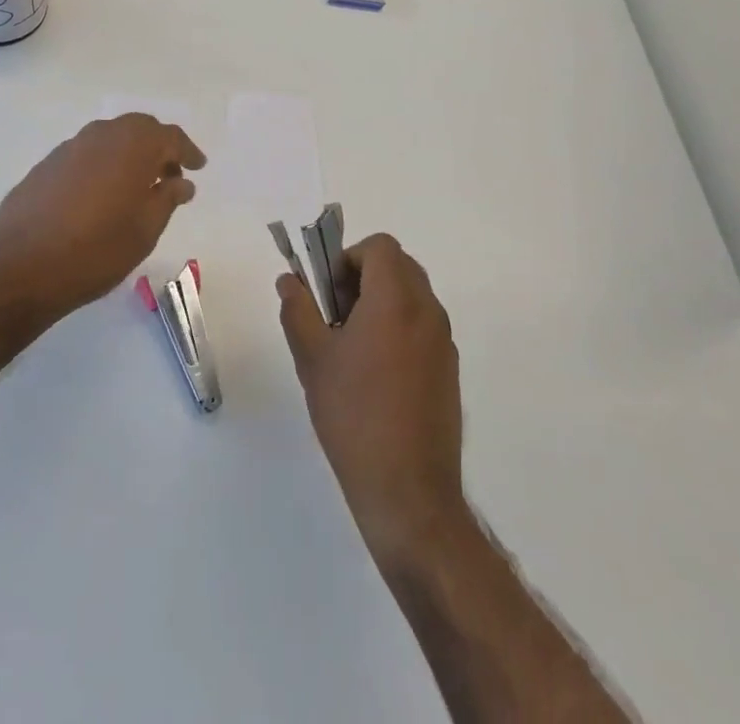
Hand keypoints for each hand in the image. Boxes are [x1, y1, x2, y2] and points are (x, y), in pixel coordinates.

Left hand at [0, 114, 205, 319]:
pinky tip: (100, 196)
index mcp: (132, 146)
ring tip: (136, 189)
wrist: (20, 267)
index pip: (169, 136)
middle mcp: (101, 135)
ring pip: (109, 139)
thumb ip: (167, 198)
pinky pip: (85, 155)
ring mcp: (69, 148)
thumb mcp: (145, 230)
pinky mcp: (45, 166)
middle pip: (138, 129)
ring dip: (128, 155)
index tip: (198, 167)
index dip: (187, 151)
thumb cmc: (96, 250)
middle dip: (158, 148)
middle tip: (169, 176)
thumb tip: (181, 181)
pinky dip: (102, 166)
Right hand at [278, 234, 465, 565]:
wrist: (408, 492)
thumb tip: (289, 280)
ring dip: (382, 302)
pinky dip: (399, 328)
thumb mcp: (312, 358)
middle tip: (336, 315)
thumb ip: (298, 309)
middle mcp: (428, 312)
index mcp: (396, 300)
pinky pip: (423, 327)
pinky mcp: (450, 371)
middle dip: (365, 277)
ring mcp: (444, 343)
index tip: (330, 294)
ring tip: (352, 348)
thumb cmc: (354, 415)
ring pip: (413, 296)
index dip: (349, 258)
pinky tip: (376, 375)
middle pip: (399, 266)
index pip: (380, 247)